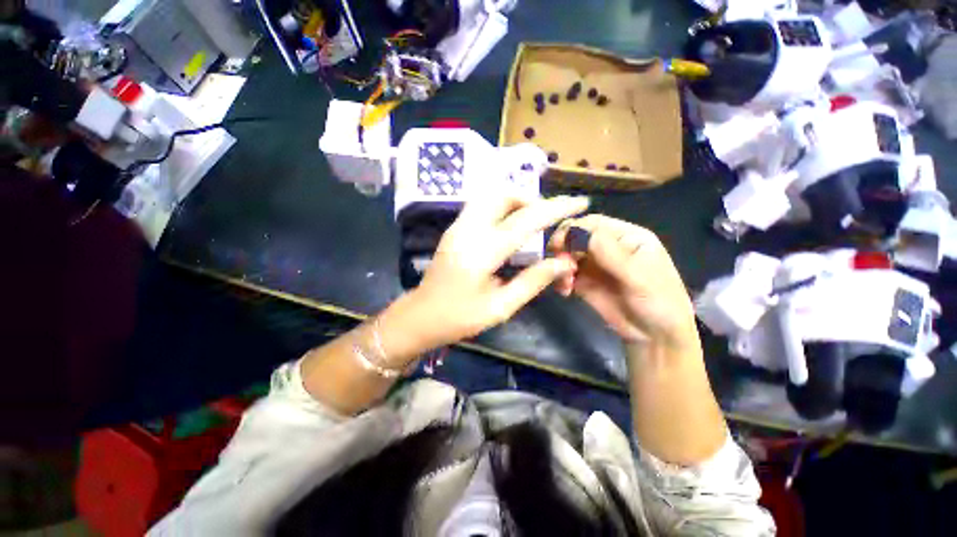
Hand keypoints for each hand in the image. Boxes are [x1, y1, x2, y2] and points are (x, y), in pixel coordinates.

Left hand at [386, 195, 589, 354]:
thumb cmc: (459, 317)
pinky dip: (501, 207)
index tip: (580, 202)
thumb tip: (564, 263)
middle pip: (503, 195)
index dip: (556, 208)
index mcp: (483, 250)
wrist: (420, 316)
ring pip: (490, 196)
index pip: (527, 220)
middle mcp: (469, 229)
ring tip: (531, 220)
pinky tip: (510, 226)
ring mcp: (457, 226)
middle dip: (531, 199)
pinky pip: (481, 206)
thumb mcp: (500, 307)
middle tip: (547, 218)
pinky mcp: (454, 230)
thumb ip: (533, 281)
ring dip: (515, 201)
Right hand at [549, 215, 698, 350]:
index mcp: (626, 236)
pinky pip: (565, 273)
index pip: (593, 224)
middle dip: (563, 248)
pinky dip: (559, 279)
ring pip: (567, 254)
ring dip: (559, 265)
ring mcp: (594, 263)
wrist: (655, 336)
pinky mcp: (584, 280)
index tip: (558, 246)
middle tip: (556, 264)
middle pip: (576, 236)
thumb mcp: (639, 277)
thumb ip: (610, 253)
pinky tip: (564, 290)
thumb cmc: (659, 302)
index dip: (572, 230)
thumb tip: (578, 232)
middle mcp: (607, 246)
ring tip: (564, 283)